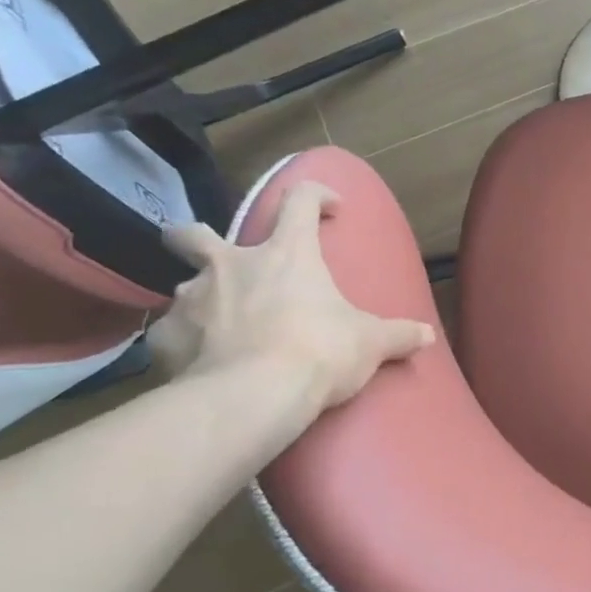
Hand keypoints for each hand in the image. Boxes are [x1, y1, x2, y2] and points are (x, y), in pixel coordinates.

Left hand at [147, 181, 434, 413]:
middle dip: (196, 238)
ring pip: (184, 287)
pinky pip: (172, 335)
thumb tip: (426, 336)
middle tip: (219, 259)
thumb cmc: (320, 352)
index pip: (299, 201)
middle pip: (194, 234)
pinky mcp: (164, 339)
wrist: (252, 396)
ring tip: (221, 329)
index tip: (330, 206)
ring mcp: (191, 300)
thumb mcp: (371, 344)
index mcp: (286, 254)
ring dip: (202, 301)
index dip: (315, 195)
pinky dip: (186, 344)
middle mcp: (231, 265)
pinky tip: (202, 364)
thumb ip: (398, 335)